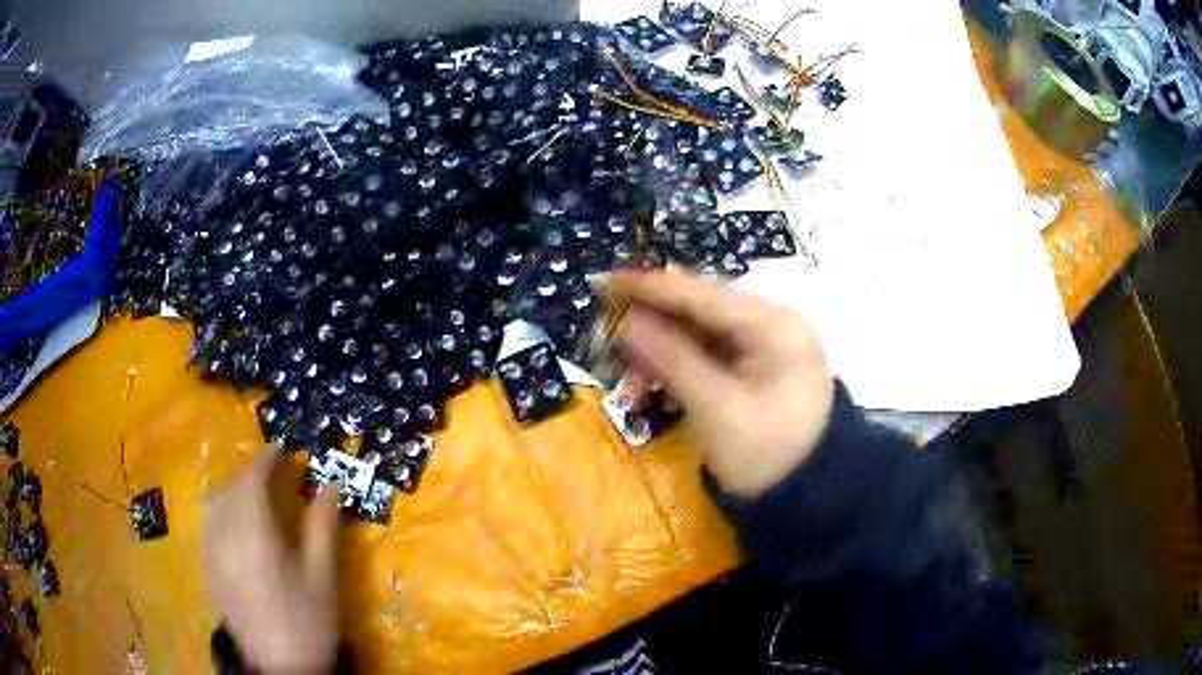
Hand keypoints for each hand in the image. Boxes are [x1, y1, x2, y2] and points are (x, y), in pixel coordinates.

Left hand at [204, 451, 339, 673]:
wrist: (282, 668)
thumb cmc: (308, 621)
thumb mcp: (323, 576)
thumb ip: (323, 526)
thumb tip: (330, 484)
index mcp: (255, 534)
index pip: (253, 480)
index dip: (268, 461)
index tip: (284, 452)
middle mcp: (226, 535)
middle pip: (232, 488)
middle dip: (252, 474)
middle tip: (275, 474)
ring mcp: (212, 552)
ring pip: (215, 503)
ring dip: (234, 489)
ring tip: (255, 495)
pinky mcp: (209, 568)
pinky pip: (209, 524)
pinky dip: (222, 510)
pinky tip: (238, 524)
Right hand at [606, 269, 834, 498]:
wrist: (809, 499)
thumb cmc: (769, 457)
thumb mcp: (718, 410)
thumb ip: (672, 359)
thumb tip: (627, 321)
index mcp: (773, 325)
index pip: (701, 293)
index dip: (648, 287)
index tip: (600, 281)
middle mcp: (770, 324)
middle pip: (696, 312)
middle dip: (649, 331)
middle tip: (604, 346)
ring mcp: (763, 346)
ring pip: (695, 336)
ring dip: (657, 359)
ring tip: (630, 393)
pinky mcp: (753, 368)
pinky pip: (704, 358)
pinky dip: (674, 373)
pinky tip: (650, 396)